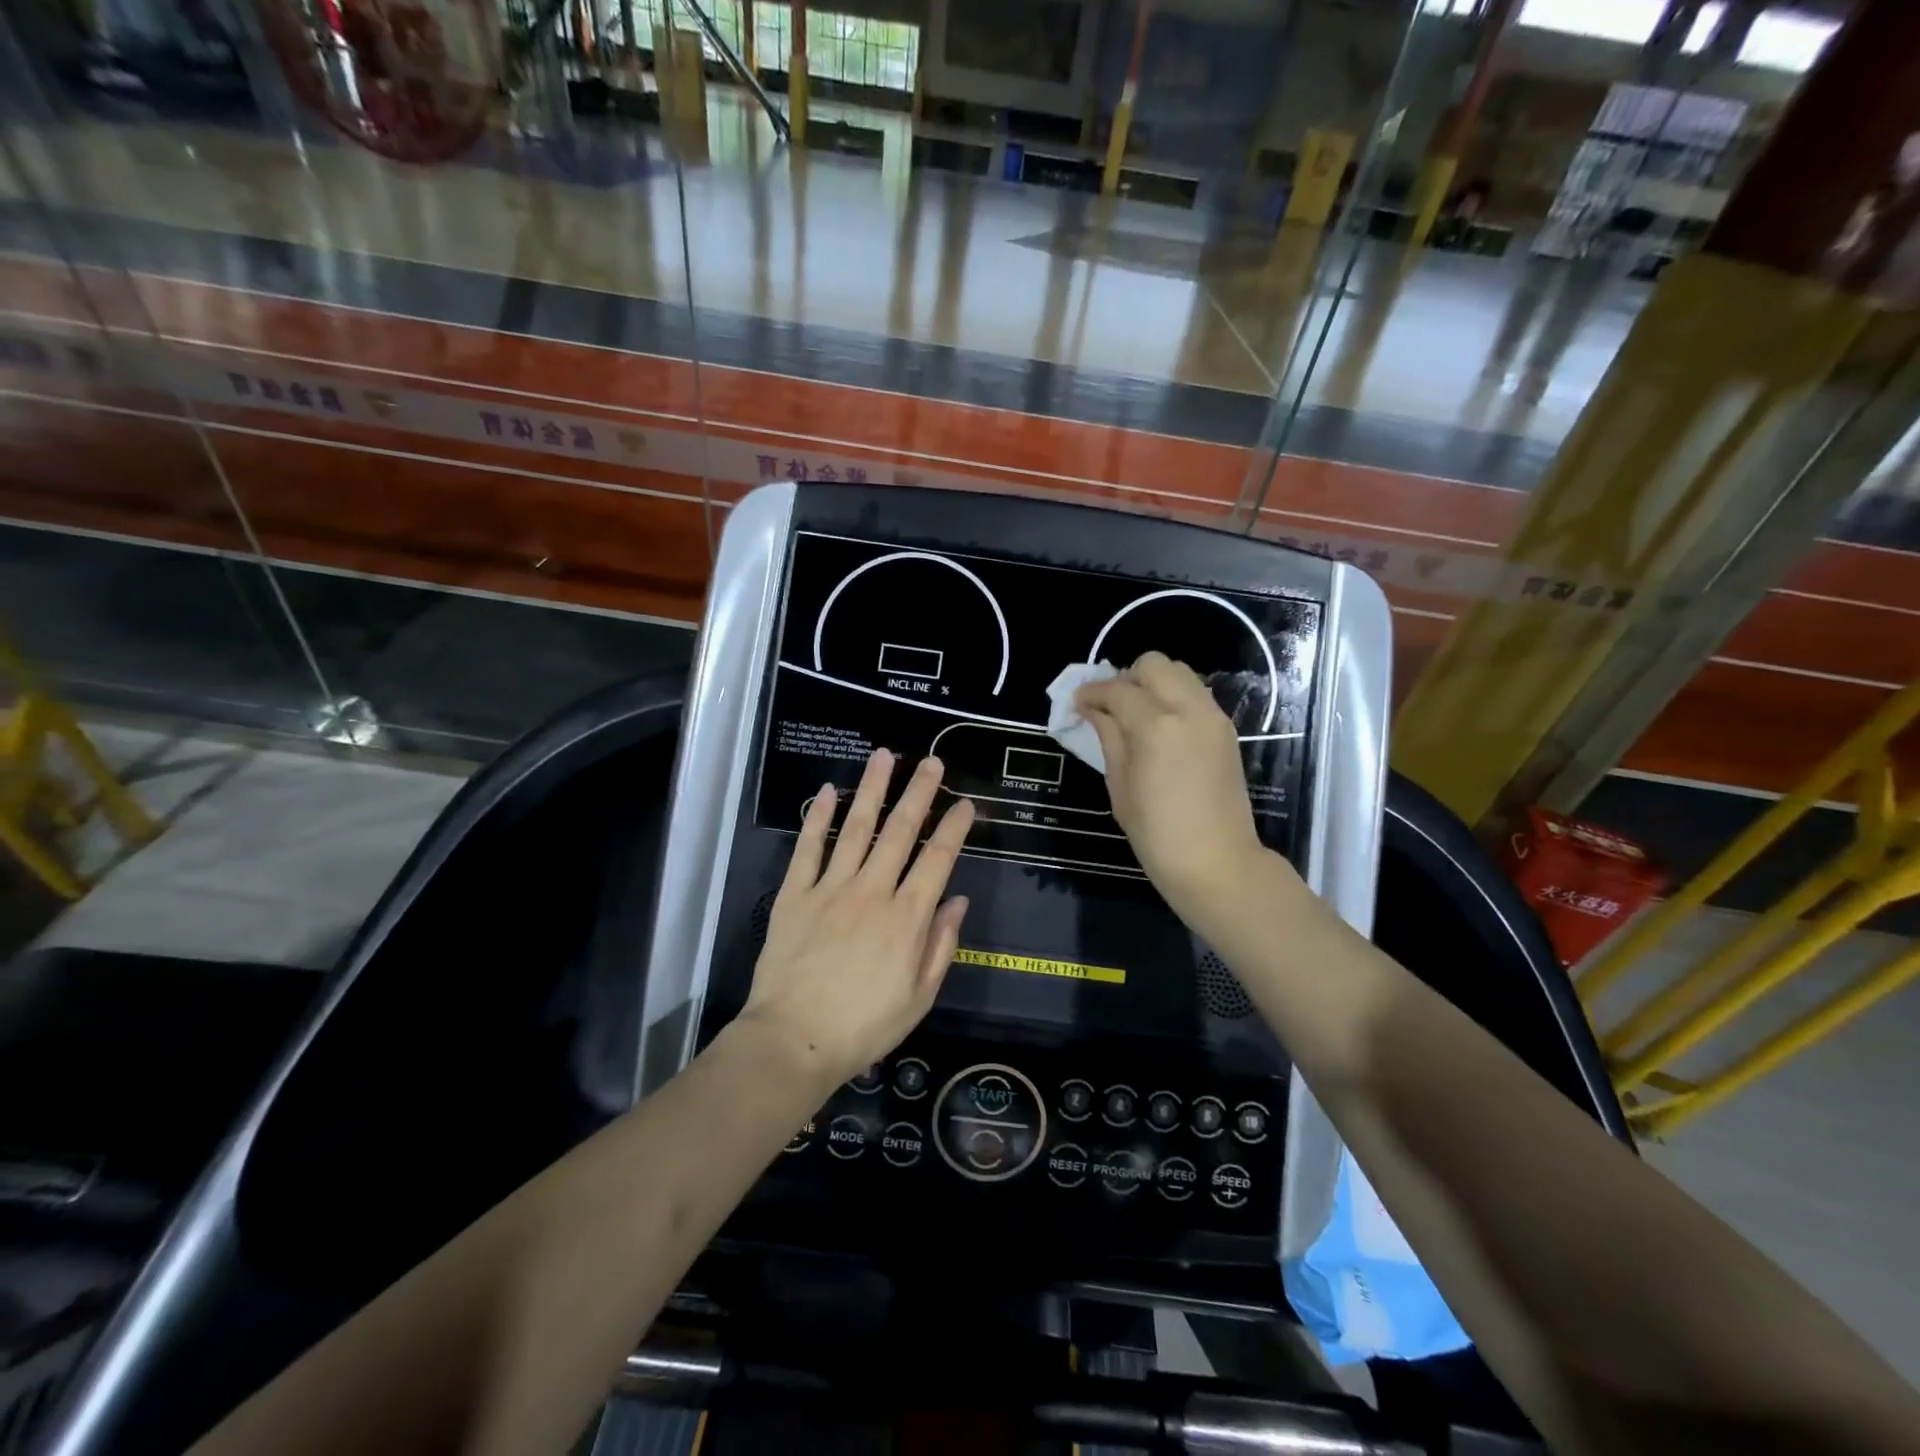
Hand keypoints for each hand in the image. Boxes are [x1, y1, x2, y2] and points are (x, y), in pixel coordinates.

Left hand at [740, 749, 975, 1086]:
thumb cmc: (864, 1027)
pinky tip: (827, 791)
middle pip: (900, 831)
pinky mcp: (795, 894)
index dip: (955, 827)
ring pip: (856, 828)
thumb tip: (957, 901)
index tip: (966, 803)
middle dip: (919, 793)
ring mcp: (831, 888)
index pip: (938, 859)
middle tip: (932, 762)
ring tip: (885, 757)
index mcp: (907, 917)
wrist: (794, 1041)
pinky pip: (808, 848)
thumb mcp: (919, 997)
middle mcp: (872, 891)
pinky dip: (817, 818)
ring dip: (872, 789)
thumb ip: (940, 945)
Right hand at [1075, 652, 1282, 922]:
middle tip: (1110, 706)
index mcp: (1155, 725)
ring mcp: (1212, 716)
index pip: (1116, 689)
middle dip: (1126, 677)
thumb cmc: (1156, 833)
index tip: (1077, 703)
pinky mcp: (1226, 729)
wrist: (1217, 862)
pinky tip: (1160, 727)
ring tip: (1135, 714)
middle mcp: (1188, 708)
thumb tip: (1093, 710)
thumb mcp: (1119, 786)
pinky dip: (1174, 697)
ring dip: (1153, 684)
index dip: (1091, 692)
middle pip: (1154, 664)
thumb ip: (1108, 737)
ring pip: (1180, 672)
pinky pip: (1195, 694)